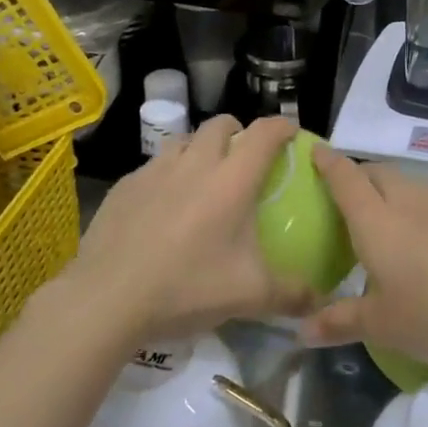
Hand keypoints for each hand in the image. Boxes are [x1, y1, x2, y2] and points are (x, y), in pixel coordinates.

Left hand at [71, 114, 312, 345]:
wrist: (107, 299)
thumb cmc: (187, 287)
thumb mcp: (249, 296)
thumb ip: (291, 294)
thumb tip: (320, 301)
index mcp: (232, 180)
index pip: (264, 134)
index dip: (282, 127)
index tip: (291, 134)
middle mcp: (195, 163)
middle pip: (220, 125)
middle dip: (237, 132)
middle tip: (244, 158)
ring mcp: (154, 171)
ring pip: (183, 140)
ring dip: (199, 149)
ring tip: (202, 178)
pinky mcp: (125, 186)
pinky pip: (153, 166)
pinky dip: (167, 175)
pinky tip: (162, 207)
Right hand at [298, 149, 427, 368]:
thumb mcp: (379, 326)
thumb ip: (339, 322)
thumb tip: (301, 330)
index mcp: (375, 222)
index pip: (346, 179)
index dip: (328, 162)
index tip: (316, 150)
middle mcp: (408, 204)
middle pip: (379, 173)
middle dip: (360, 175)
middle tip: (347, 195)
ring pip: (412, 182)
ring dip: (394, 186)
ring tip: (388, 208)